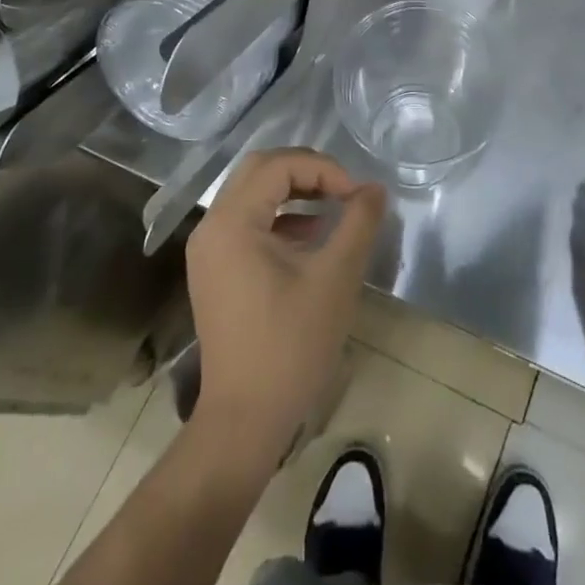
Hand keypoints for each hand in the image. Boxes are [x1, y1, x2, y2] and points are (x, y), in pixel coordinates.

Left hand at [185, 149, 386, 457]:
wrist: (245, 419)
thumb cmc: (290, 345)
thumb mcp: (335, 278)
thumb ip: (358, 222)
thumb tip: (375, 188)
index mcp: (232, 222)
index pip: (278, 165)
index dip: (323, 169)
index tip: (356, 195)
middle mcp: (212, 226)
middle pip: (260, 170)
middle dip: (306, 171)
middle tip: (343, 189)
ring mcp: (209, 250)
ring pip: (252, 193)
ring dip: (293, 191)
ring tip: (333, 208)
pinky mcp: (215, 270)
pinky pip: (247, 221)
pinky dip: (280, 216)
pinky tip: (311, 236)